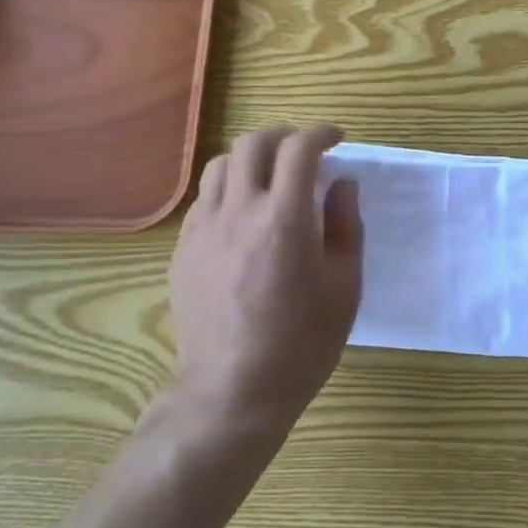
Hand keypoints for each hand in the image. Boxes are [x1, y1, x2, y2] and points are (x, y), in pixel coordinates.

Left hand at [169, 126, 363, 434]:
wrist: (231, 393)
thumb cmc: (300, 344)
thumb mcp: (344, 287)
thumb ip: (345, 226)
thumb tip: (342, 183)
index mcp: (284, 219)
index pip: (299, 149)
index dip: (320, 134)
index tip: (336, 139)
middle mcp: (239, 211)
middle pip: (253, 143)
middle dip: (283, 136)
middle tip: (303, 152)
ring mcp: (204, 229)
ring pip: (220, 164)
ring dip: (250, 158)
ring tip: (268, 176)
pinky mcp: (183, 249)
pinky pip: (204, 198)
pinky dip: (227, 189)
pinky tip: (241, 214)